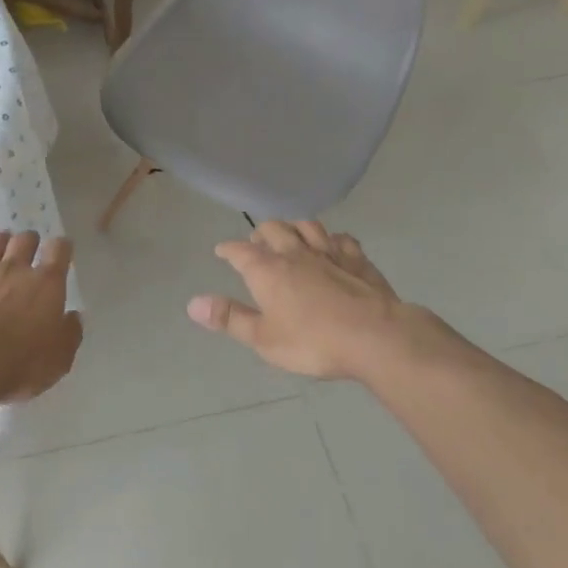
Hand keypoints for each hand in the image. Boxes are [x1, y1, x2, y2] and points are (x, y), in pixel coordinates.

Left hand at [0, 231, 81, 403]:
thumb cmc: (19, 364)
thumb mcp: (59, 359)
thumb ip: (69, 333)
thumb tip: (73, 317)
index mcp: (45, 284)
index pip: (59, 251)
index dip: (62, 247)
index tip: (63, 248)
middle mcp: (14, 270)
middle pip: (24, 241)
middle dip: (30, 240)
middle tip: (31, 244)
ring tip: (1, 241)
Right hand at [187, 221, 440, 379]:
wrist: (375, 336)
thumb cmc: (313, 341)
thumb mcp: (263, 338)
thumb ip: (230, 318)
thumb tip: (192, 304)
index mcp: (267, 269)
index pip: (240, 251)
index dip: (228, 249)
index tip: (222, 250)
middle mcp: (295, 252)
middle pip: (273, 229)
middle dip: (261, 233)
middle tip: (257, 243)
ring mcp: (329, 252)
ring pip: (307, 226)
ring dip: (294, 227)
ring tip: (291, 236)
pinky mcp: (358, 259)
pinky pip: (342, 239)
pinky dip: (333, 240)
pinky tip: (334, 247)